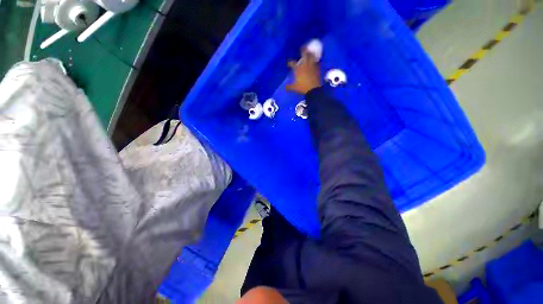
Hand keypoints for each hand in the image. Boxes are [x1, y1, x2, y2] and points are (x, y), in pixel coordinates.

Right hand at [286, 49, 320, 94]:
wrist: (313, 90)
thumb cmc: (302, 88)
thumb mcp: (294, 88)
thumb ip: (289, 86)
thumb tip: (285, 87)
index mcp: (298, 69)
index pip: (292, 63)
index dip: (290, 63)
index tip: (289, 63)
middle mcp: (304, 65)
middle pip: (304, 54)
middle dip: (303, 50)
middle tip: (303, 47)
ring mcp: (311, 66)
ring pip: (311, 56)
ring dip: (310, 53)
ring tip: (310, 51)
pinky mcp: (317, 69)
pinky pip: (316, 62)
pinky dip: (315, 60)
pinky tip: (315, 60)